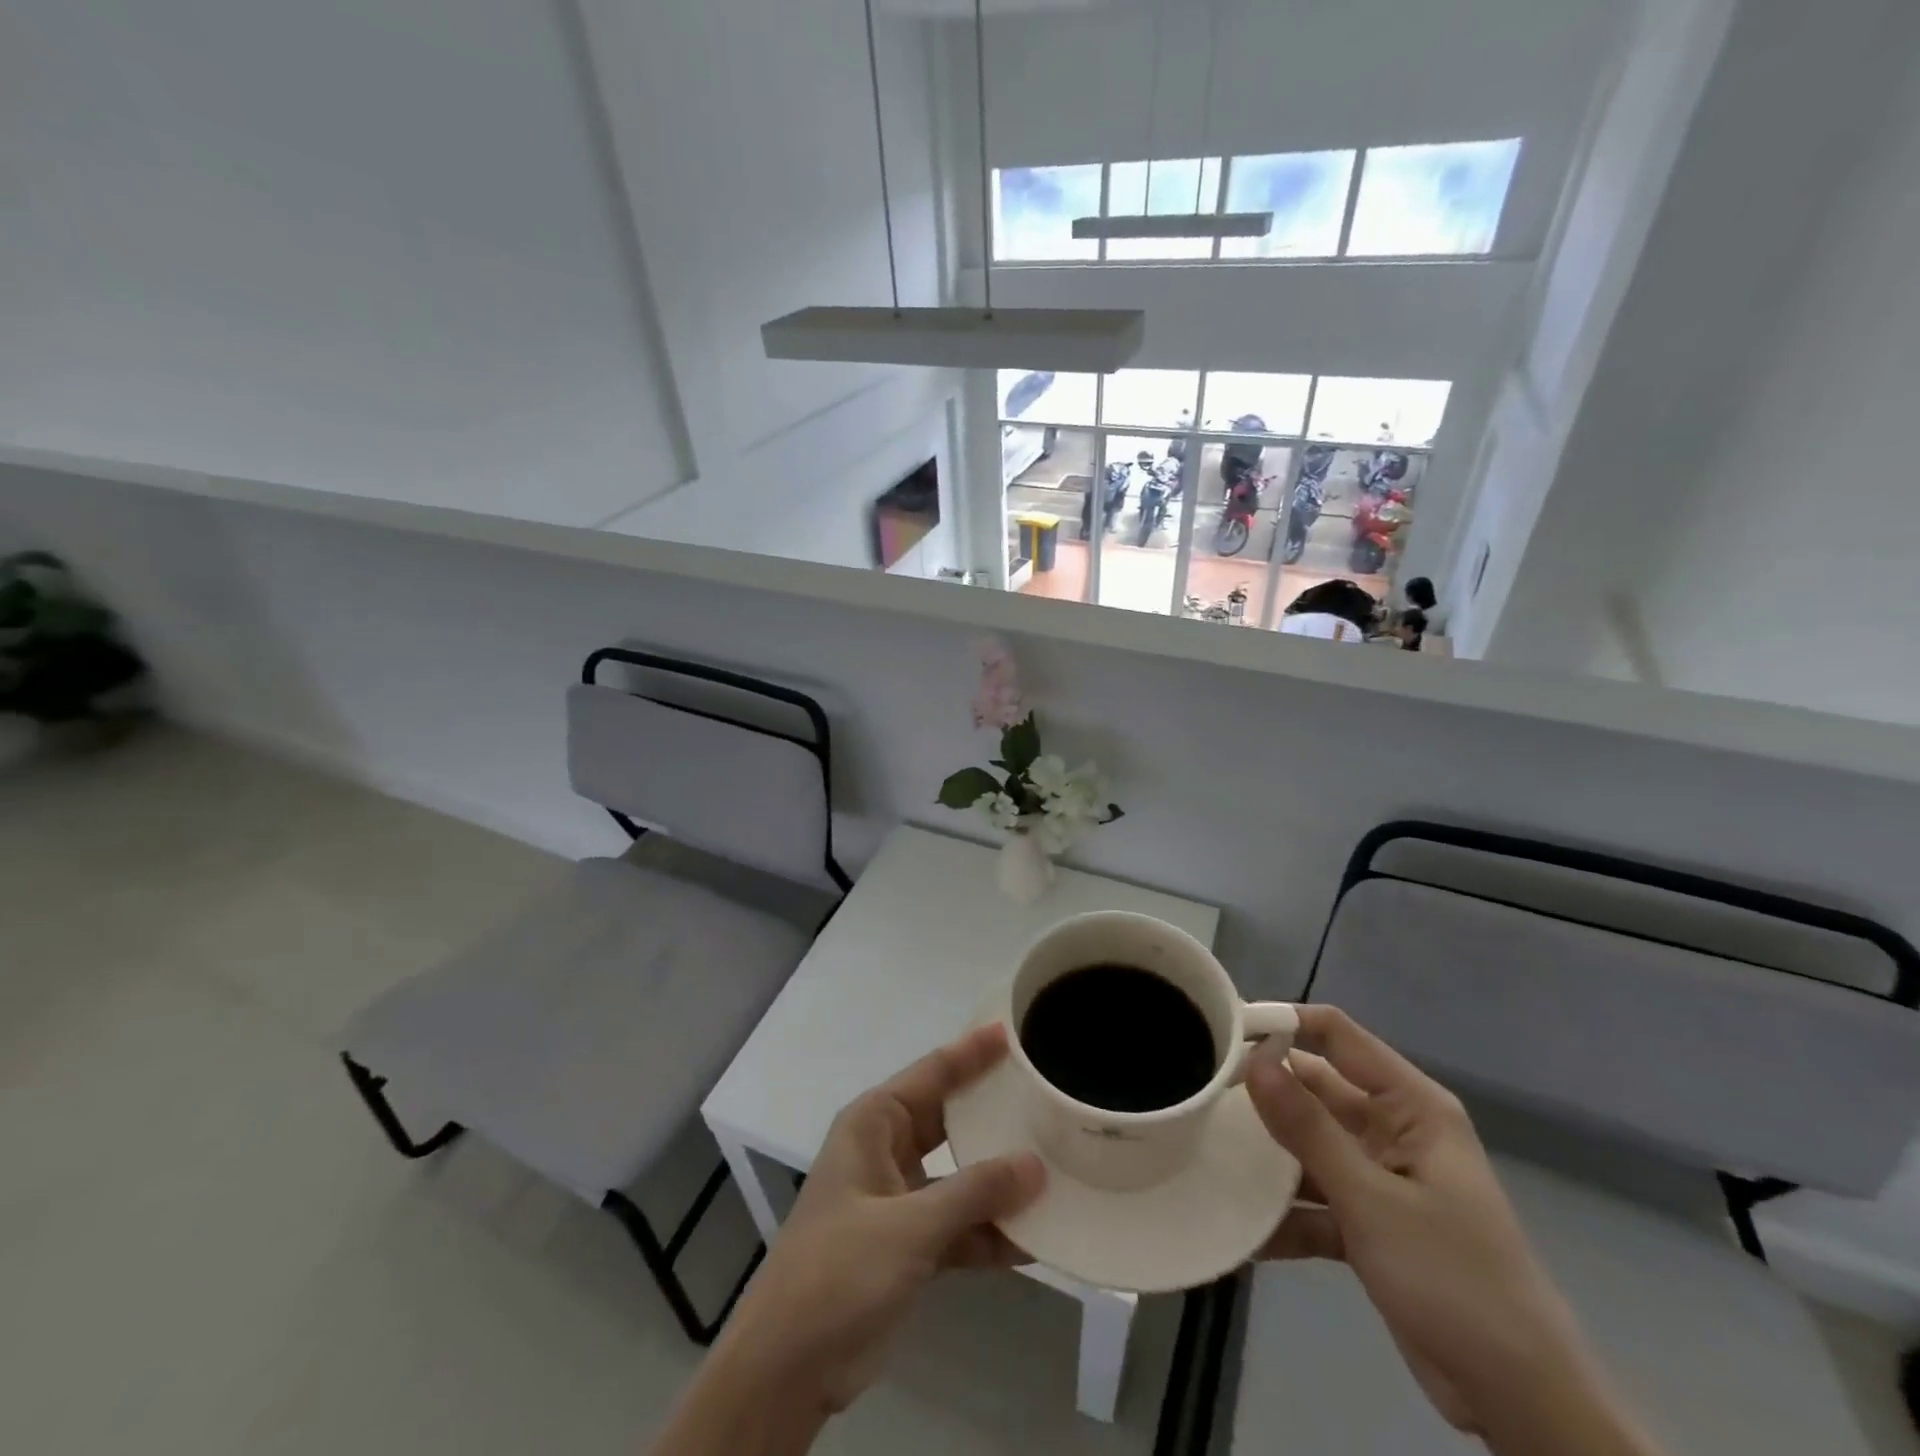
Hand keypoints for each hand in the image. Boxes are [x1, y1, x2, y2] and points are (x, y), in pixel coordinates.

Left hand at [659, 1022, 1043, 1453]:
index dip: (972, 1052)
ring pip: (959, 1174)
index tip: (1012, 1031)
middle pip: (950, 1119)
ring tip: (1055, 1166)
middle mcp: (887, 1150)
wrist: (788, 1366)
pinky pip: (959, 1225)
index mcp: (874, 1124)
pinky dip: (989, 1232)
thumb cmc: (839, 1271)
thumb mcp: (909, 1226)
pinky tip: (1035, 1239)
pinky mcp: (909, 1245)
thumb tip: (1036, 1165)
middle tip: (1045, 1095)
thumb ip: (974, 1193)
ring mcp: (899, 1199)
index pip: (932, 1073)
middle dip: (994, 1113)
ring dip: (999, 1180)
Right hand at [1247, 1007, 1655, 1453]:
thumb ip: (1308, 1129)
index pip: (1337, 1035)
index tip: (1224, 1032)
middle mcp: (1393, 1130)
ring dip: (1267, 1157)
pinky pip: (1314, 1201)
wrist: (1522, 1404)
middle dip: (1263, 1093)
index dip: (1283, 1024)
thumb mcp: (1372, 1200)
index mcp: (1410, 1106)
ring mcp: (1380, 1178)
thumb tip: (1254, 1061)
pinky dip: (1283, 1214)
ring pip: (1309, 1146)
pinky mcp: (1370, 1223)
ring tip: (1206, 1151)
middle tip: (1199, 1091)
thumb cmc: (1454, 1279)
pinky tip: (1239, 1228)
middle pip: (1315, 1089)